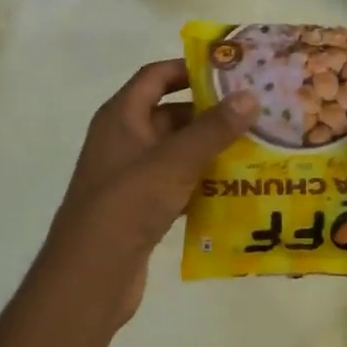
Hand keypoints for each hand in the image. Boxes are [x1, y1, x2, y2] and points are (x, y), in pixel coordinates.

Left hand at [42, 60, 258, 327]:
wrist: (90, 277)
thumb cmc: (127, 205)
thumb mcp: (174, 161)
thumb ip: (213, 129)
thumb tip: (250, 95)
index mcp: (120, 117)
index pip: (155, 76)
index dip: (189, 69)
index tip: (230, 70)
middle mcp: (123, 140)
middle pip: (171, 114)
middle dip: (210, 113)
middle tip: (254, 111)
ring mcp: (131, 176)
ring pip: (177, 152)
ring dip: (210, 149)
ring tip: (255, 147)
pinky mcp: (141, 208)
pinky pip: (178, 184)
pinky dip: (202, 182)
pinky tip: (236, 188)